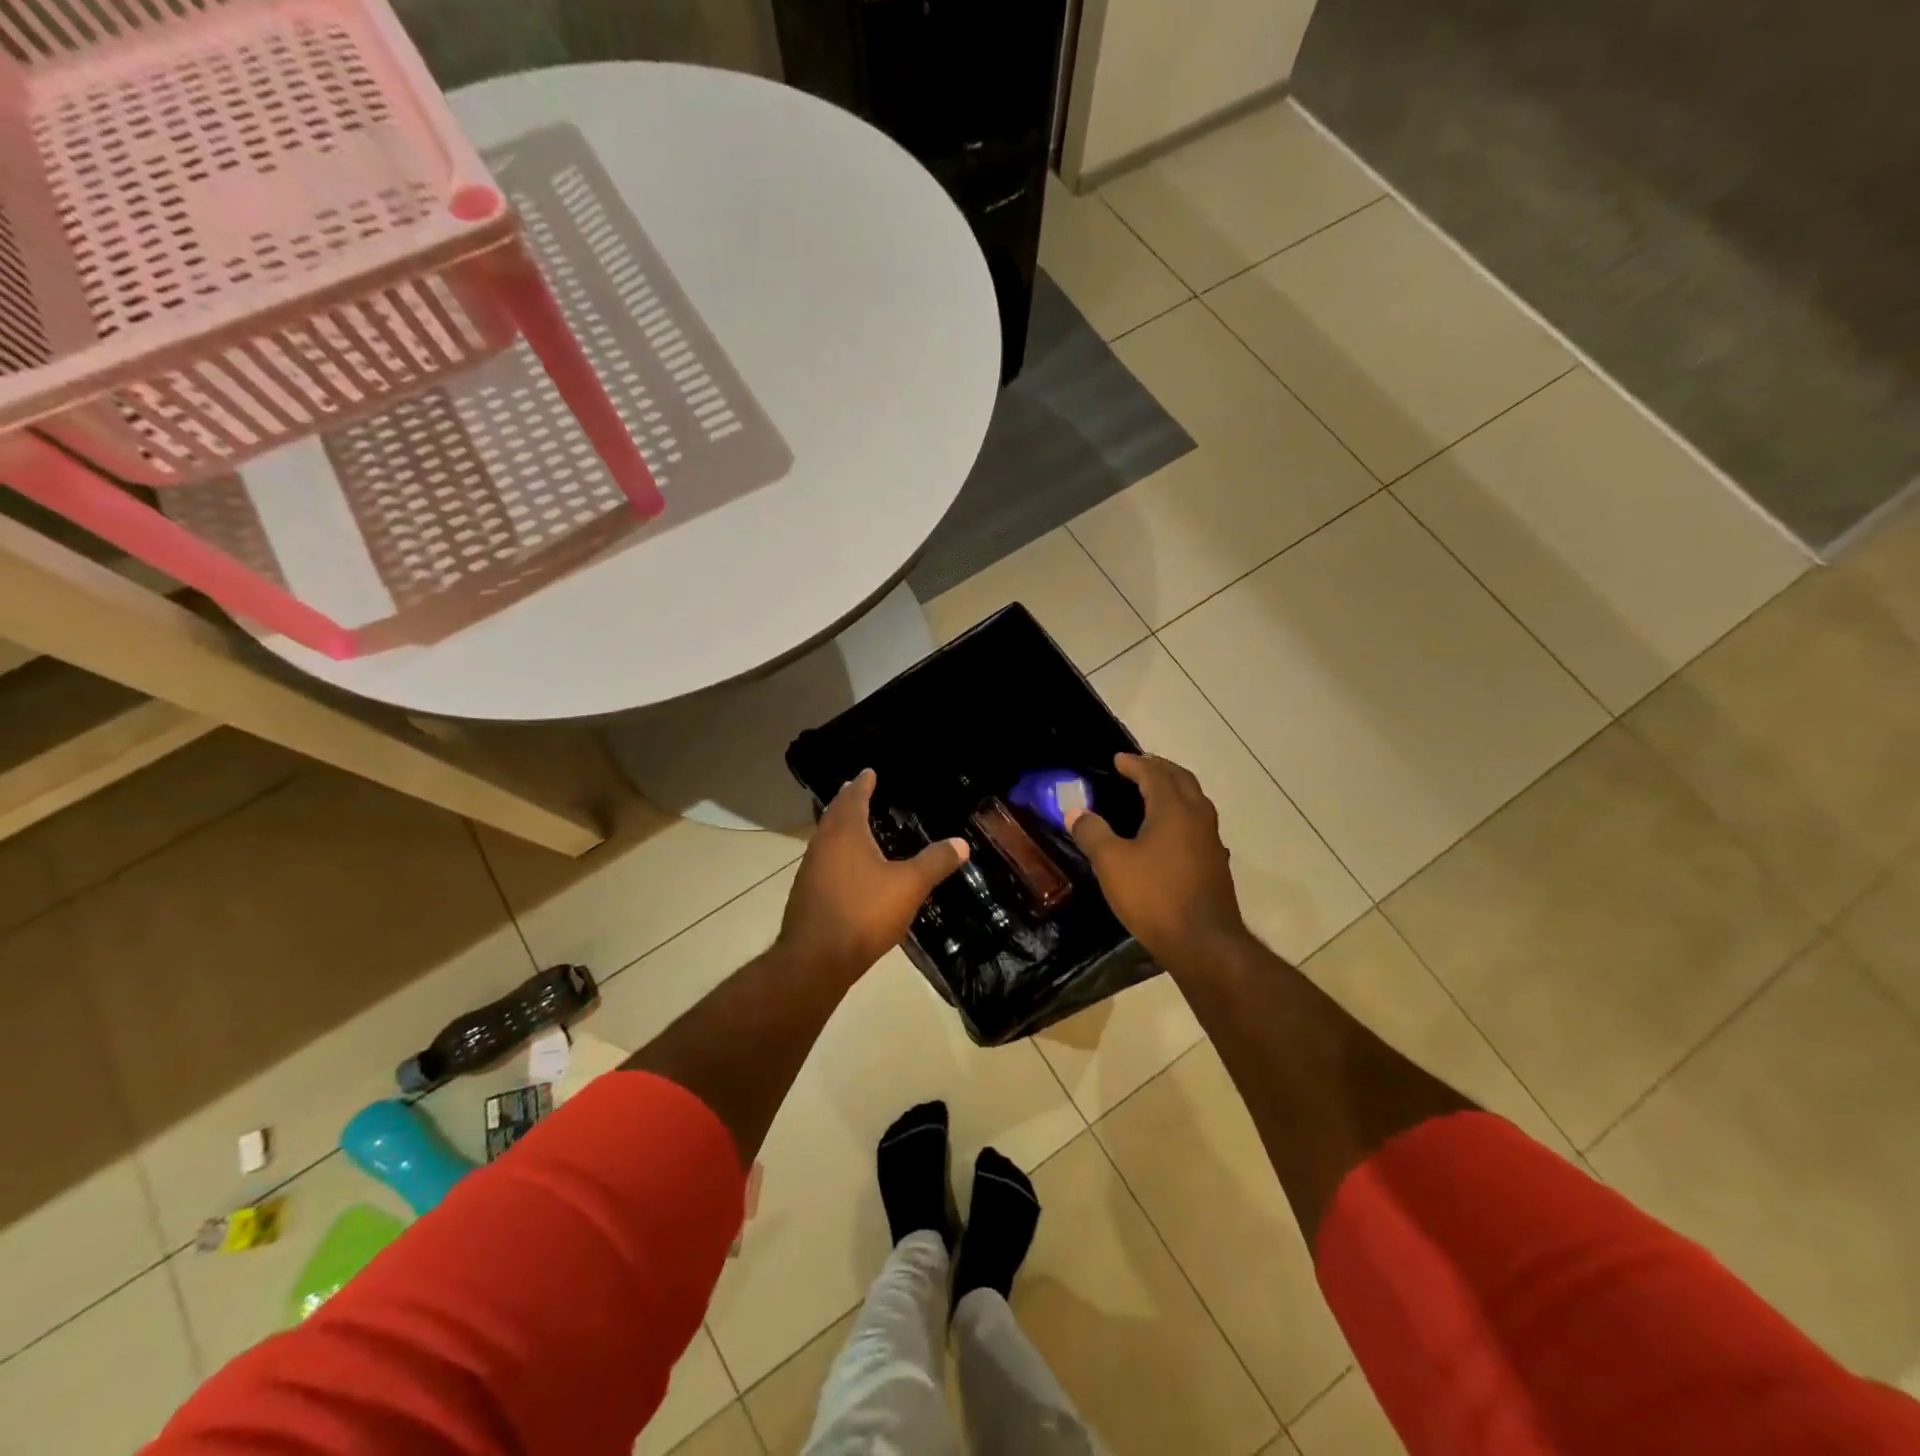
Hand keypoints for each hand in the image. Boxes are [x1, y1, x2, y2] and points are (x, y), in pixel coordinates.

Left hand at [779, 768, 968, 979]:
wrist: (815, 960)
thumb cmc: (863, 913)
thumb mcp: (908, 886)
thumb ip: (935, 862)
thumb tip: (961, 842)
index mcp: (845, 833)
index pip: (853, 797)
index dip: (863, 784)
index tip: (868, 772)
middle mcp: (823, 844)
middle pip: (834, 814)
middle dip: (847, 801)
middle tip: (858, 789)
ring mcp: (810, 870)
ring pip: (826, 838)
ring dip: (839, 826)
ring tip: (854, 824)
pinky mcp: (806, 894)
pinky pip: (823, 861)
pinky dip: (836, 852)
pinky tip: (848, 867)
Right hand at [1068, 753, 1248, 967]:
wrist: (1203, 942)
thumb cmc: (1154, 896)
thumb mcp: (1111, 863)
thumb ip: (1092, 833)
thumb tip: (1076, 812)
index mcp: (1173, 809)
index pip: (1154, 773)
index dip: (1134, 763)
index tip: (1117, 759)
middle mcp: (1198, 816)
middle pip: (1182, 779)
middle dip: (1159, 768)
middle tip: (1138, 766)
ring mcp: (1211, 840)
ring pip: (1194, 800)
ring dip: (1174, 788)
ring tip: (1152, 792)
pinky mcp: (1215, 862)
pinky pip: (1197, 822)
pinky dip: (1181, 812)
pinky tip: (1168, 830)